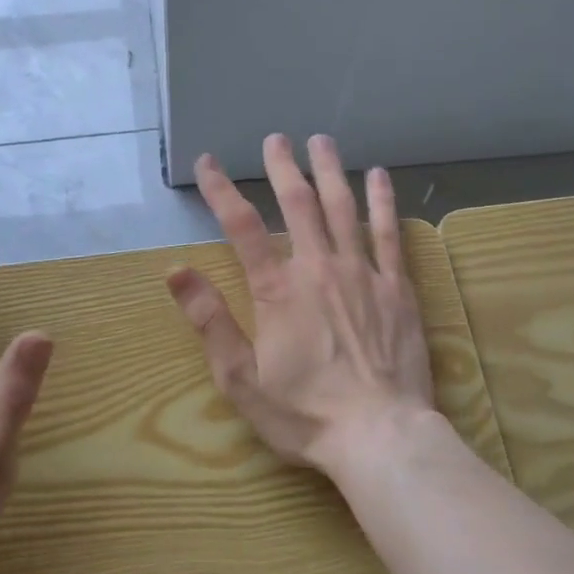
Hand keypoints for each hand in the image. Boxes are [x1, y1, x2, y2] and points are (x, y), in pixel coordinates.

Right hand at [166, 133, 437, 478]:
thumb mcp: (240, 378)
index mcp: (278, 289)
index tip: (208, 162)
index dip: (221, 190)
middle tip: (275, 138)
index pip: (242, 226)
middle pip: (297, 203)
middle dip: (282, 166)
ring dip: (330, 170)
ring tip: (321, 141)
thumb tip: (176, 271)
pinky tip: (378, 176)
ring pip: (343, 207)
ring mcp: (362, 273)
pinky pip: (388, 233)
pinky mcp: (397, 287)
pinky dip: (382, 201)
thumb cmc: (305, 413)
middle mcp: (318, 267)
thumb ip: (210, 320)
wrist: (380, 435)